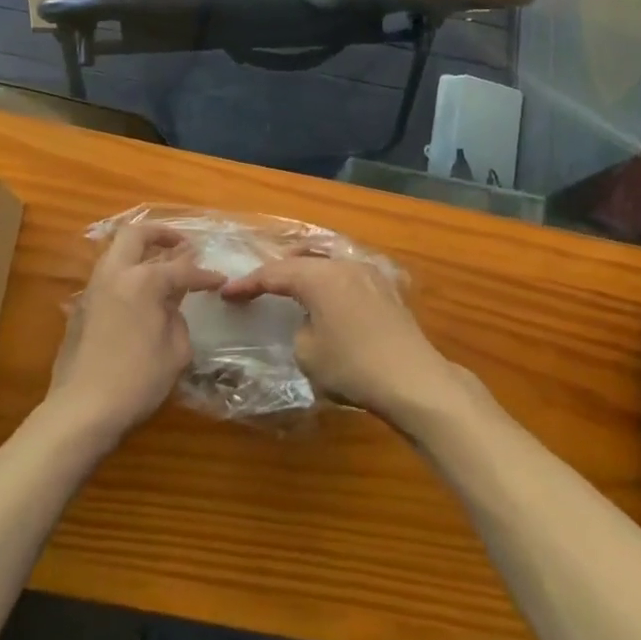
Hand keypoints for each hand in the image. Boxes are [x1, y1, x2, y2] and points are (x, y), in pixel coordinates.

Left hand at [47, 225, 224, 441]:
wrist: (81, 410)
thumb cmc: (137, 381)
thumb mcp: (176, 351)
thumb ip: (177, 318)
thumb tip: (170, 306)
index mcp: (143, 281)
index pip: (181, 269)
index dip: (205, 275)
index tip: (220, 280)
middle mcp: (115, 275)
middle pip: (136, 234)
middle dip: (161, 233)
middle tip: (182, 245)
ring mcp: (92, 290)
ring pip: (116, 252)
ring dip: (140, 251)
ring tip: (161, 266)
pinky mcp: (79, 309)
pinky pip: (106, 276)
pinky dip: (125, 274)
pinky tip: (138, 296)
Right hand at [219, 253, 463, 424]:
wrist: (413, 379)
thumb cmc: (353, 367)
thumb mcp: (308, 353)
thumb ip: (299, 328)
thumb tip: (310, 322)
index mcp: (319, 276)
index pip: (274, 273)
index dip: (248, 283)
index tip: (227, 293)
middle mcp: (344, 265)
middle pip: (303, 260)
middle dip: (279, 271)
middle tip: (258, 286)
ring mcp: (370, 274)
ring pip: (329, 263)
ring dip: (307, 273)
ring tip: (292, 287)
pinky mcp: (387, 289)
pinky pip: (348, 275)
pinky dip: (331, 282)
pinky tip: (329, 297)